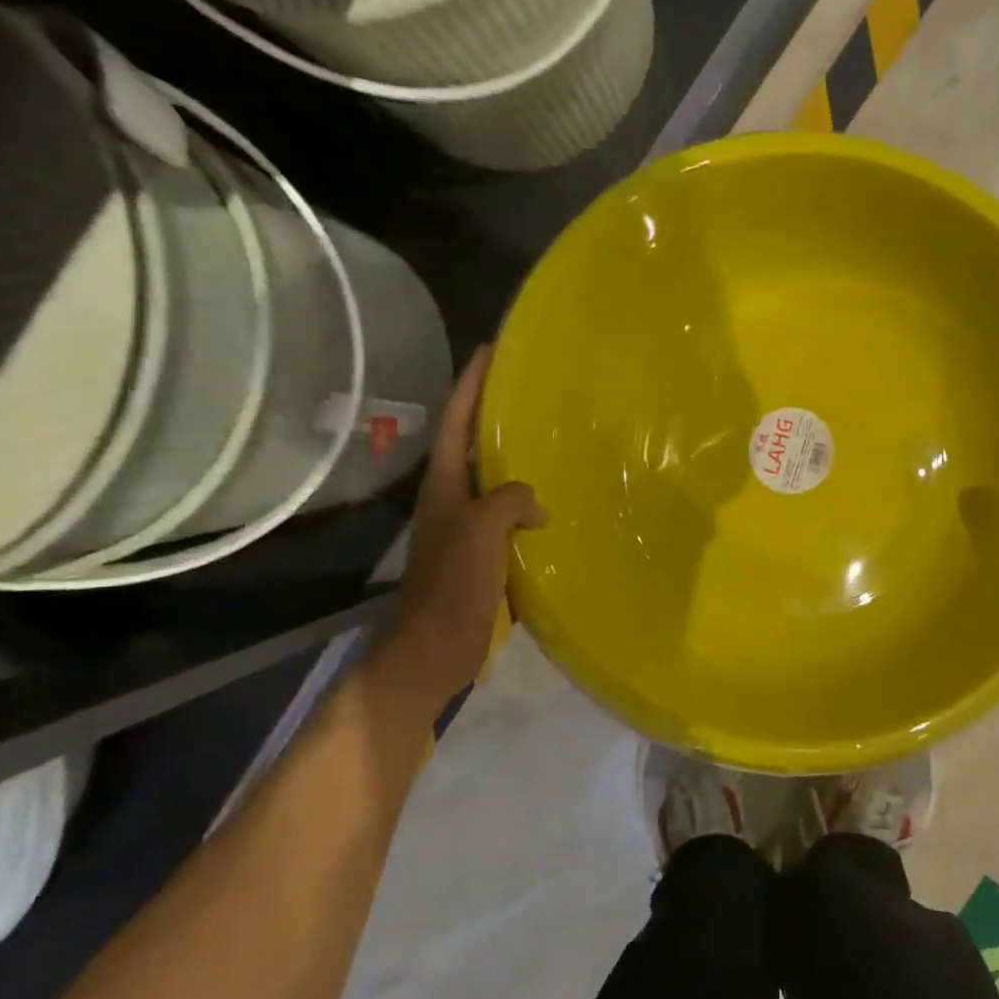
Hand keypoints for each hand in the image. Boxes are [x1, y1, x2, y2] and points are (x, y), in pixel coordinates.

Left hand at [368, 346, 547, 720]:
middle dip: (497, 415)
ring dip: (519, 459)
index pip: (455, 424)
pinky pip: (514, 516)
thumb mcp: (480, 533)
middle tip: (535, 391)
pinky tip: (561, 503)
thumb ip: (508, 501)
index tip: (491, 351)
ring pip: (498, 482)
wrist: (437, 648)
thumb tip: (537, 504)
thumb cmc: (452, 587)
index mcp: (445, 487)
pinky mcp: (488, 555)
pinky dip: (533, 503)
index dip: (470, 385)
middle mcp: (455, 501)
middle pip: (475, 447)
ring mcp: (470, 529)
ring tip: (556, 439)